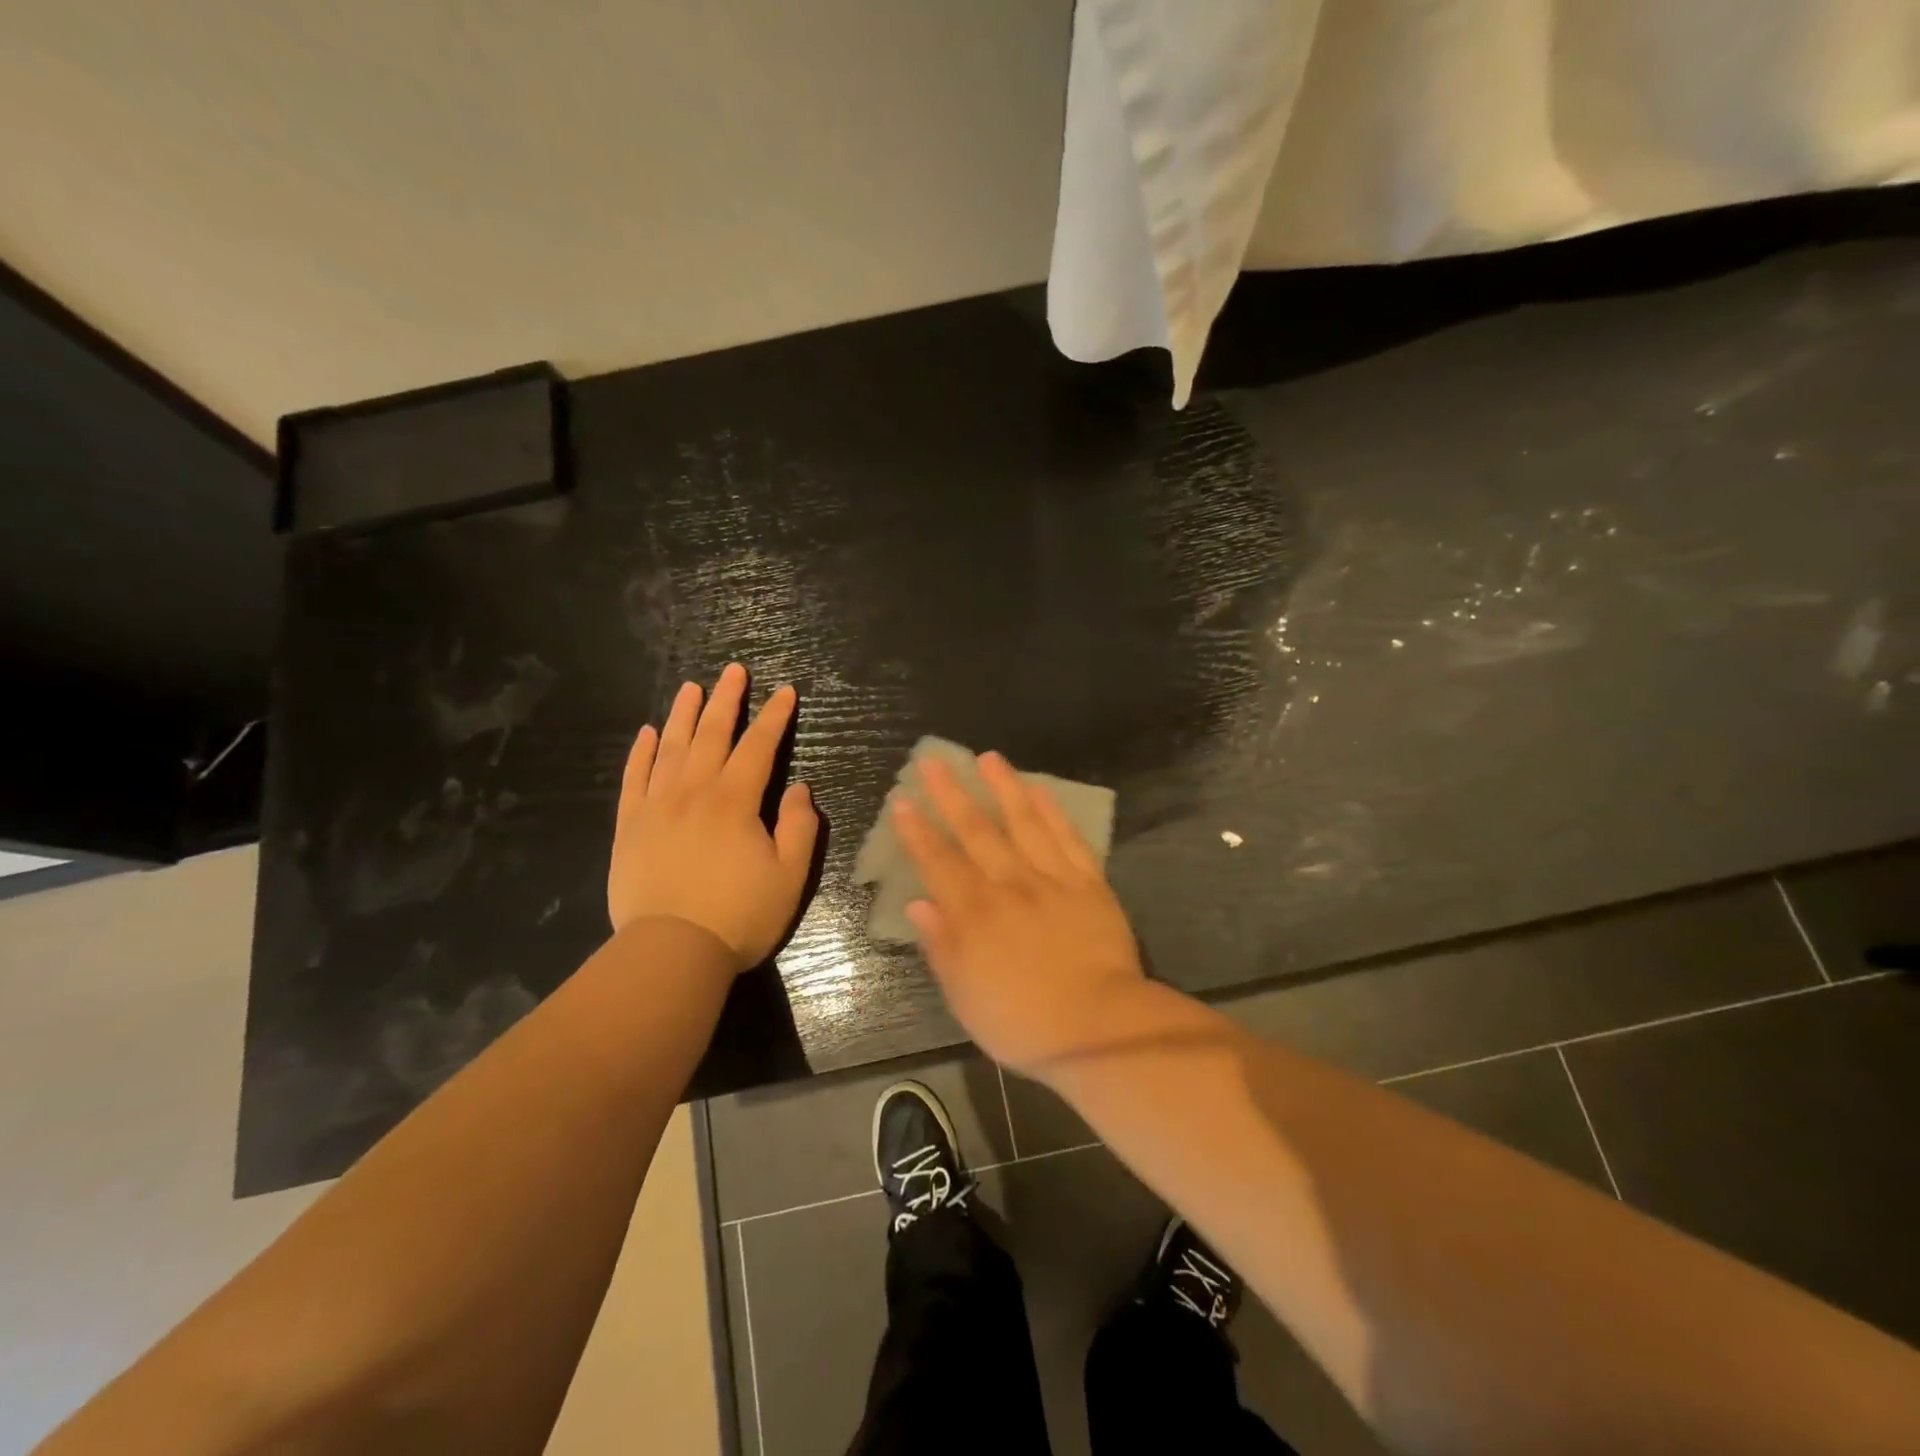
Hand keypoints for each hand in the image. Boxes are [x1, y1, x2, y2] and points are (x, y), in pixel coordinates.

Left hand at [608, 664, 817, 968]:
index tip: (785, 691)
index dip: (774, 717)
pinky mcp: (630, 826)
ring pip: (671, 748)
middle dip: (726, 700)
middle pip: (712, 735)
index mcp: (735, 801)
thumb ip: (799, 827)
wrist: (670, 952)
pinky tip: (647, 733)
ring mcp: (656, 806)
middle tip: (734, 671)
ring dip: (683, 714)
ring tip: (691, 687)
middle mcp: (694, 792)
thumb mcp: (790, 876)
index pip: (759, 746)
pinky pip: (634, 778)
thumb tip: (798, 789)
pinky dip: (641, 752)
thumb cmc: (739, 916)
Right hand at [892, 751, 1146, 1076]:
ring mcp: (1051, 878)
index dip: (917, 830)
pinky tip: (1039, 789)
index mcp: (974, 914)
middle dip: (952, 793)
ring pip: (1023, 821)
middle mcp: (1008, 884)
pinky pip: (1067, 837)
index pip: (938, 861)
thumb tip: (918, 903)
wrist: (1098, 1027)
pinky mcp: (1088, 882)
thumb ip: (941, 946)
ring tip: (988, 757)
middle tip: (935, 760)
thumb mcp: (965, 996)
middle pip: (976, 830)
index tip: (903, 800)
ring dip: (1003, 787)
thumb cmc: (1022, 1021)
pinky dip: (1052, 811)